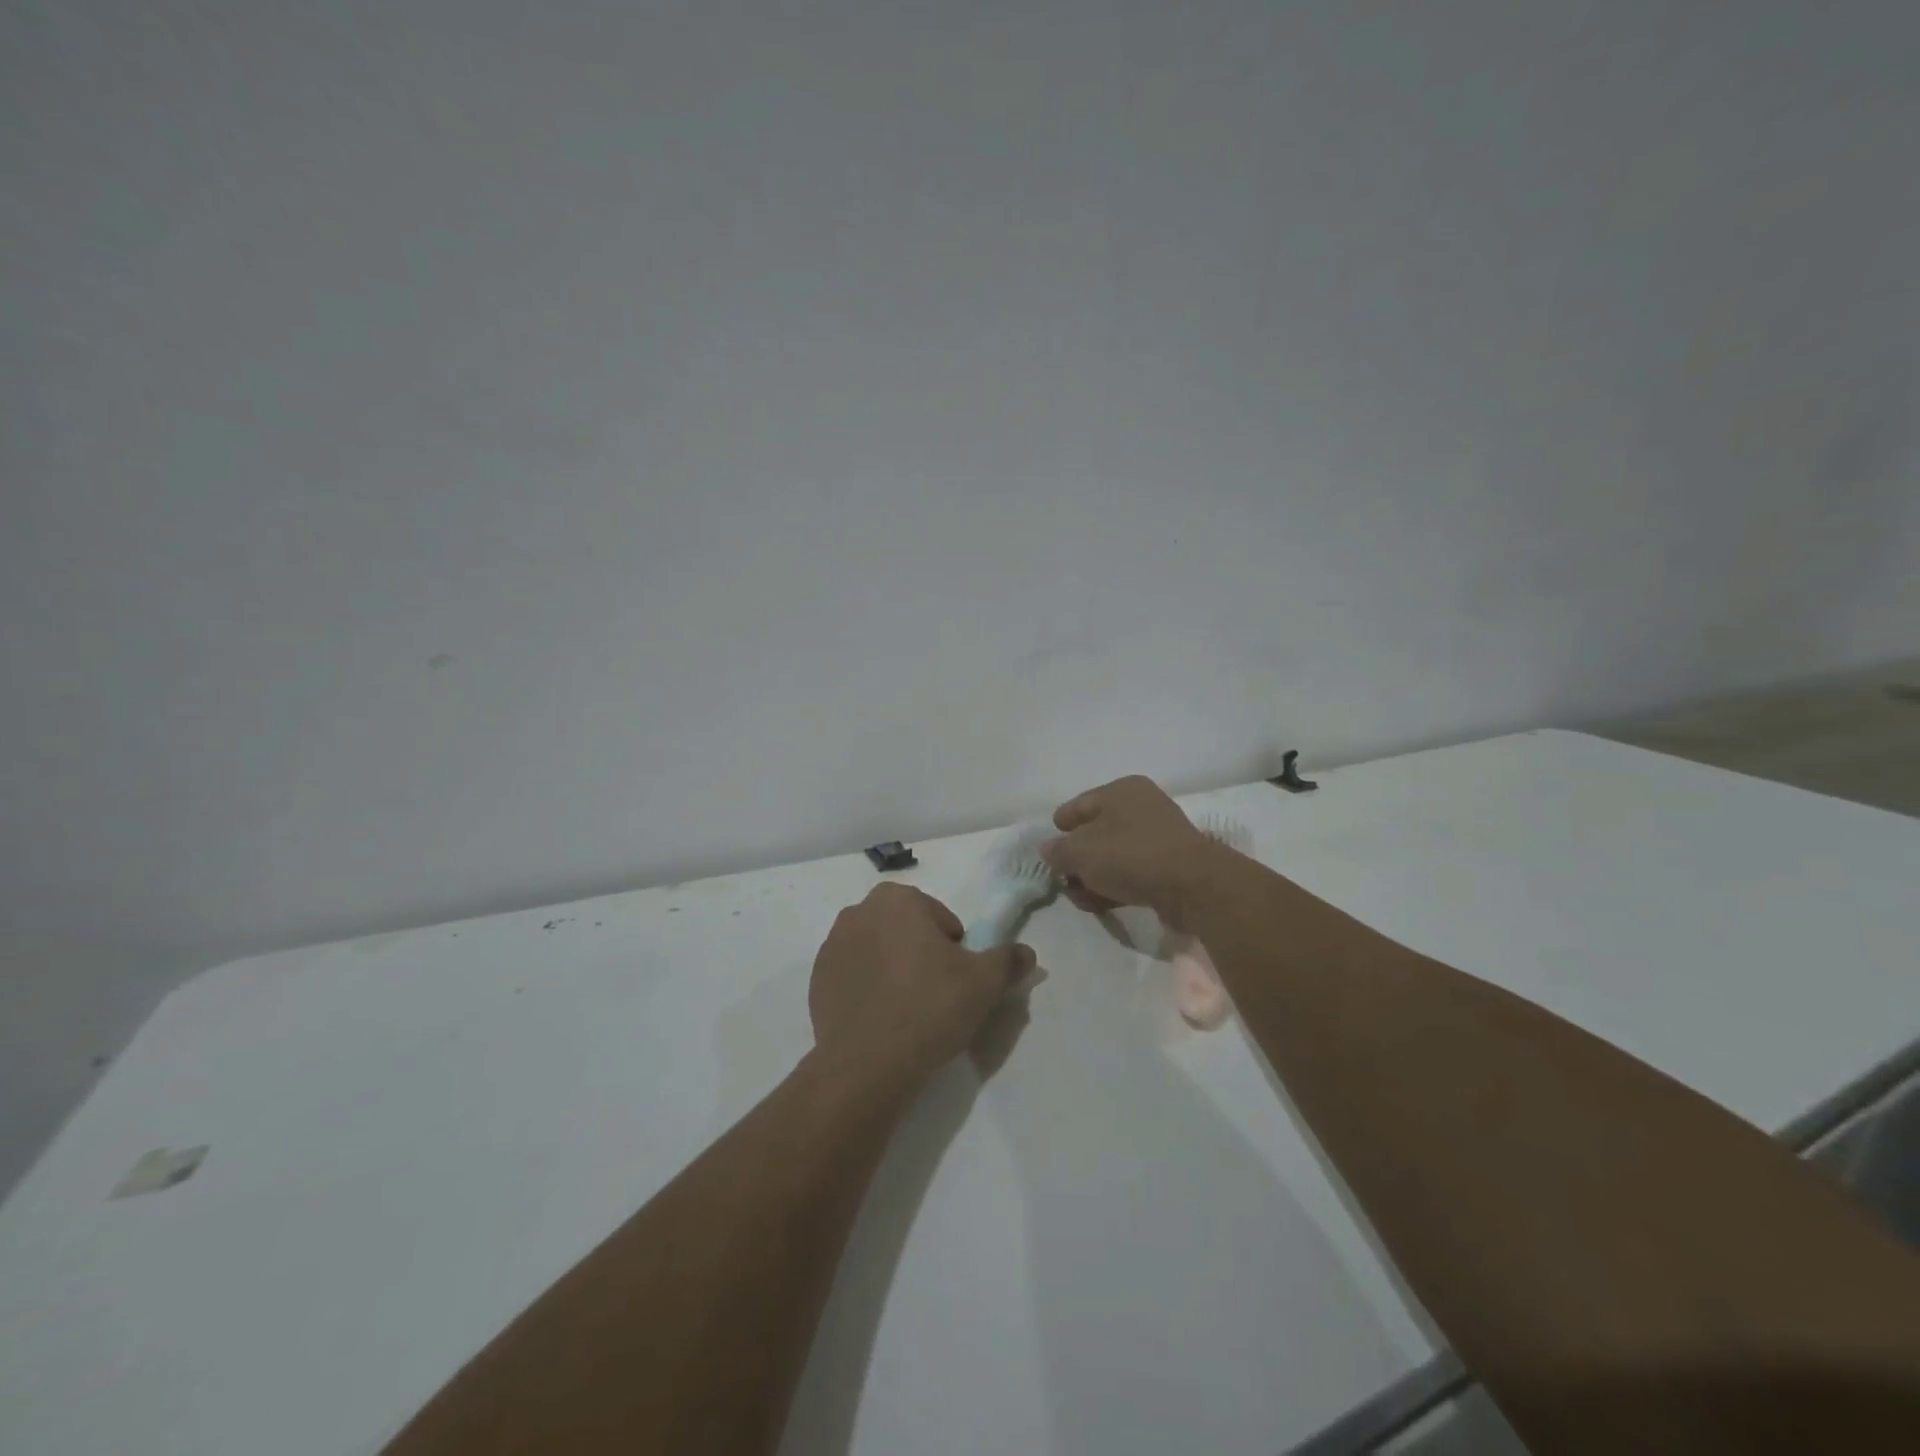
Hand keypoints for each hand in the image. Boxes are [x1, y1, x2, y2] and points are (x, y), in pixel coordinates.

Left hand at [808, 883, 1034, 1098]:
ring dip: (893, 970)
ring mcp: (832, 945)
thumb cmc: (930, 1008)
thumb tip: (1027, 953)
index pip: (941, 919)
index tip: (955, 981)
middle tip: (935, 996)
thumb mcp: (984, 983)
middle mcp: (859, 911)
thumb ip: (1008, 960)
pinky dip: (868, 989)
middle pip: (907, 931)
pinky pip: (854, 976)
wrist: (867, 1064)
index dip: (955, 950)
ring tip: (907, 1011)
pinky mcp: (816, 979)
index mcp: (898, 899)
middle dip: (921, 955)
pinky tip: (880, 1020)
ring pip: (879, 951)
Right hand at [1039, 775, 1224, 926]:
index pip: (1079, 804)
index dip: (1061, 824)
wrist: (1192, 886)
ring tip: (1080, 897)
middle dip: (1076, 857)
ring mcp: (1158, 836)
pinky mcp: (1170, 864)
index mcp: (1121, 790)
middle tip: (1062, 877)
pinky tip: (1100, 903)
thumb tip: (1048, 850)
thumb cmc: (1130, 856)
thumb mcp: (1081, 853)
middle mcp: (1141, 806)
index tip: (1048, 845)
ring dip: (1094, 875)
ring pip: (1114, 854)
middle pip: (1096, 831)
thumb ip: (1058, 851)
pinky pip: (1132, 871)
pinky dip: (1115, 884)